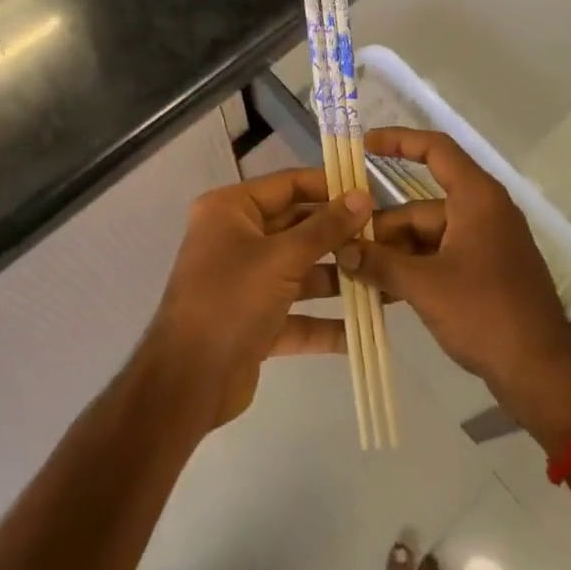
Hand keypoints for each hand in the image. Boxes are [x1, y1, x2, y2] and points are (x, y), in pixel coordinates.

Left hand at [145, 168, 371, 429]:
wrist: (186, 384)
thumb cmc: (231, 301)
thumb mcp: (282, 258)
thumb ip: (325, 228)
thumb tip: (363, 197)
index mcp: (231, 210)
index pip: (289, 185)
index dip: (330, 187)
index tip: (371, 195)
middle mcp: (236, 239)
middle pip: (297, 228)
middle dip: (339, 237)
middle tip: (384, 239)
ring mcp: (245, 282)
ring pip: (300, 271)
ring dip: (338, 279)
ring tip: (383, 280)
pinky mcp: (254, 321)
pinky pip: (296, 313)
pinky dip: (324, 322)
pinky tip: (363, 329)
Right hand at [343, 129, 570, 449]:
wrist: (542, 371)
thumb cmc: (485, 313)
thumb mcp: (424, 286)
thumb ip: (379, 263)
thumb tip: (342, 250)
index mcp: (477, 197)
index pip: (435, 149)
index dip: (399, 141)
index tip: (363, 145)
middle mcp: (483, 210)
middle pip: (422, 205)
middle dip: (384, 227)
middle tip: (344, 249)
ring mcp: (487, 242)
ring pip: (429, 235)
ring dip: (396, 253)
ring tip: (357, 275)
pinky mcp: (488, 271)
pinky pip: (442, 256)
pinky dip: (415, 269)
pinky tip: (384, 292)